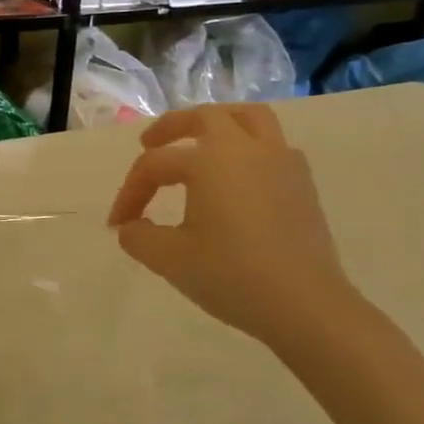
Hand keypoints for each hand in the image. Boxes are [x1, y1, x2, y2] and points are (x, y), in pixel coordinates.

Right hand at [108, 105, 359, 350]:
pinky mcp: (303, 184)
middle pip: (205, 117)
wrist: (306, 306)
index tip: (117, 224)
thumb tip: (130, 227)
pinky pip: (273, 146)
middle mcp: (247, 150)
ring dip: (218, 124)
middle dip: (171, 128)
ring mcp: (281, 163)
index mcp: (209, 161)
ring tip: (199, 142)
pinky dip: (248, 148)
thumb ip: (138, 236)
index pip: (155, 166)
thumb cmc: (232, 276)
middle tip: (149, 143)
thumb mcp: (168, 259)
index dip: (130, 193)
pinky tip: (237, 177)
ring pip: (250, 119)